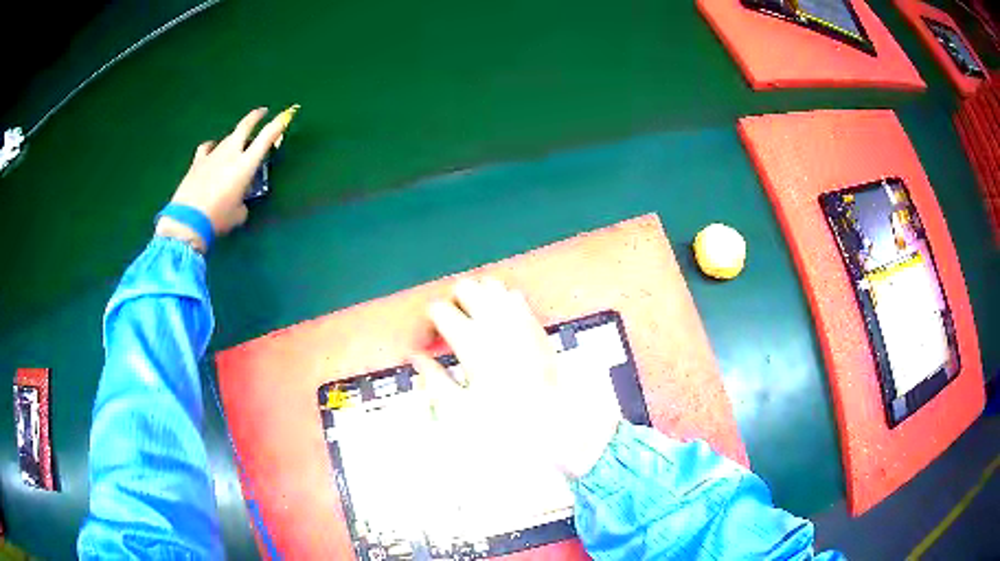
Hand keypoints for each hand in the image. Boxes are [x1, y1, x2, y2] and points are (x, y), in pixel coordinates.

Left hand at [156, 108, 288, 248]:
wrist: (187, 221)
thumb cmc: (217, 218)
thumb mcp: (238, 214)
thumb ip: (243, 203)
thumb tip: (240, 201)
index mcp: (245, 165)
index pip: (266, 138)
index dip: (276, 126)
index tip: (284, 117)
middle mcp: (230, 154)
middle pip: (244, 126)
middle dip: (255, 117)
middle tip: (262, 112)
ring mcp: (212, 156)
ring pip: (226, 138)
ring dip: (234, 138)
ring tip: (236, 143)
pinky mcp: (197, 163)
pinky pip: (207, 148)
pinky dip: (212, 147)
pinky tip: (212, 151)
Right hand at [410, 278, 621, 477]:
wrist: (553, 429)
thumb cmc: (504, 425)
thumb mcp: (458, 409)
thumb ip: (433, 378)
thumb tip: (416, 358)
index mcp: (474, 344)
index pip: (440, 310)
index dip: (428, 324)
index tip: (428, 342)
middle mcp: (499, 325)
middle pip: (465, 287)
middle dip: (452, 304)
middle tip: (449, 330)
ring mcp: (522, 323)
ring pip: (492, 285)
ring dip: (477, 299)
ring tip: (473, 324)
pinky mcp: (537, 328)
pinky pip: (516, 298)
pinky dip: (502, 305)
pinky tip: (499, 327)